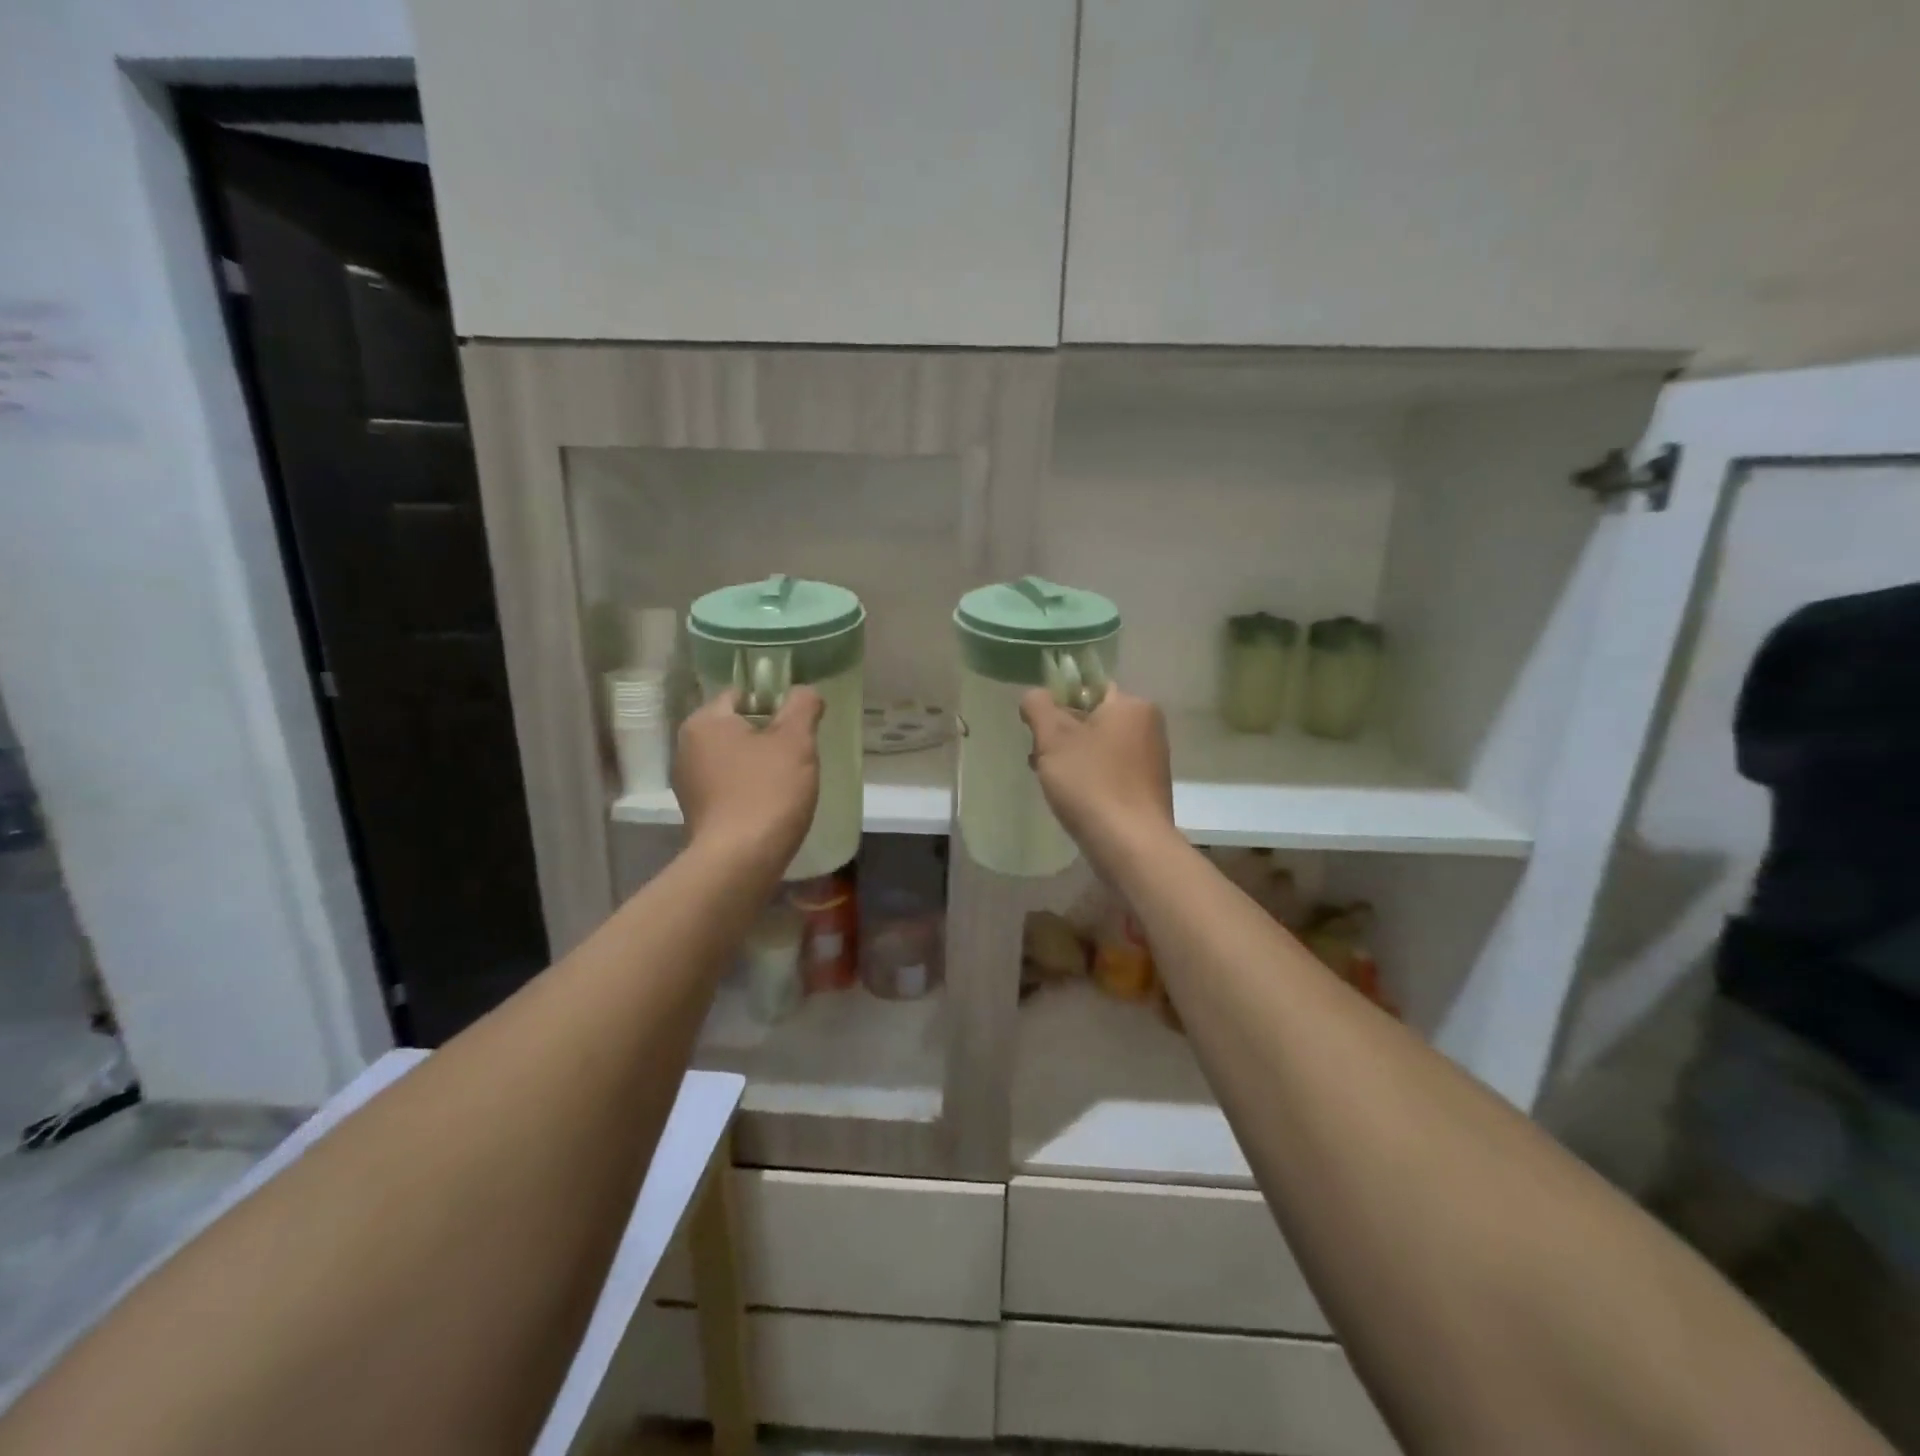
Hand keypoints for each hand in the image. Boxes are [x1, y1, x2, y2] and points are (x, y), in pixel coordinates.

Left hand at [673, 687, 823, 870]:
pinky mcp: (696, 812)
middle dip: (768, 737)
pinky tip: (770, 806)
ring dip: (759, 765)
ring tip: (787, 784)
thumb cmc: (768, 791)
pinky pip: (728, 787)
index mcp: (704, 721)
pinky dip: (748, 790)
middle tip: (798, 756)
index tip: (798, 727)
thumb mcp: (795, 741)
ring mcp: (688, 783)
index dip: (775, 704)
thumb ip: (802, 706)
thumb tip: (804, 692)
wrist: (740, 861)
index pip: (742, 695)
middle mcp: (686, 747)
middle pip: (737, 727)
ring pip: (734, 759)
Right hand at [1020, 685, 1175, 875]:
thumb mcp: (1053, 738)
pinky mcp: (1148, 790)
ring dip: (1072, 760)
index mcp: (1132, 705)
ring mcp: (1152, 760)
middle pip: (1093, 720)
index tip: (1039, 730)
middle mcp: (1149, 727)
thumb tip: (1036, 696)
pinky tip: (1074, 800)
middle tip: (1040, 759)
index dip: (1058, 704)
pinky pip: (1111, 772)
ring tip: (1051, 783)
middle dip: (1062, 737)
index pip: (1088, 688)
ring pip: (1100, 748)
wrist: (1130, 845)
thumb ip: (1039, 707)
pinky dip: (1090, 779)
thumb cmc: (1090, 783)